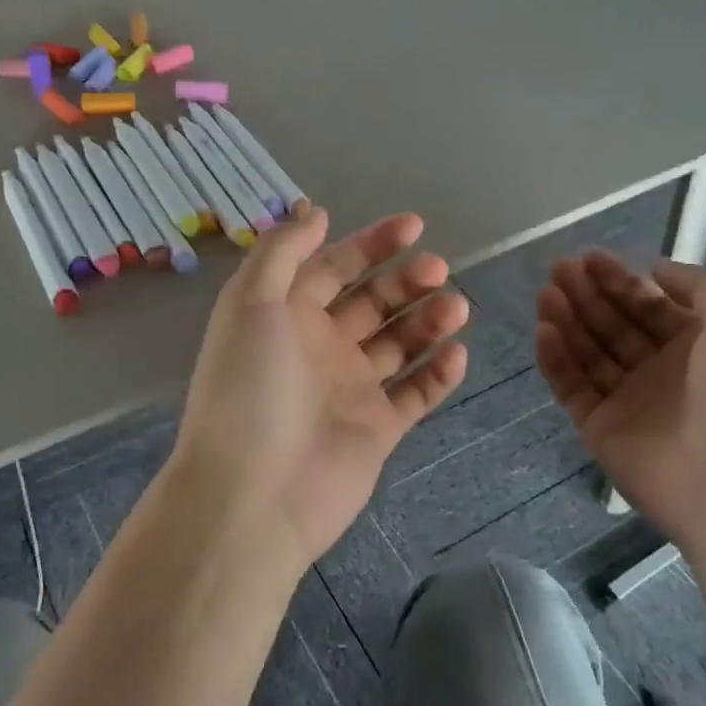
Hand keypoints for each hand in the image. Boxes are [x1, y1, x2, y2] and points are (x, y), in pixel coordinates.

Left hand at [168, 208, 469, 573]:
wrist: (253, 494)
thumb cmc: (248, 389)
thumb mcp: (250, 303)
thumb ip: (281, 251)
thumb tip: (314, 211)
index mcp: (287, 316)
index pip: (334, 268)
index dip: (371, 243)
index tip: (414, 225)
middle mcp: (320, 347)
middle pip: (373, 302)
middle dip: (407, 280)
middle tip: (438, 270)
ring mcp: (350, 389)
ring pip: (400, 344)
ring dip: (429, 321)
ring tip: (456, 308)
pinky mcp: (377, 429)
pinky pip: (416, 394)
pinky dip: (439, 374)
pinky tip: (456, 355)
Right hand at [534, 253, 705, 550]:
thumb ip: (700, 284)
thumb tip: (656, 272)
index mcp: (701, 346)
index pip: (650, 305)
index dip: (619, 280)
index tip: (588, 257)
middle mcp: (663, 372)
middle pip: (615, 325)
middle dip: (587, 294)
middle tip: (558, 269)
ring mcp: (630, 402)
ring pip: (589, 354)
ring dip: (567, 320)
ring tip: (546, 294)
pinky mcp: (601, 430)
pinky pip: (572, 388)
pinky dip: (556, 360)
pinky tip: (544, 330)